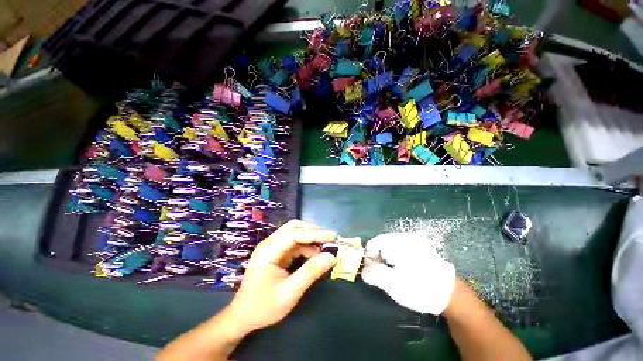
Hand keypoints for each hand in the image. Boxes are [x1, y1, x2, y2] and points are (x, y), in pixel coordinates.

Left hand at [226, 220, 336, 333]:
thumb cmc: (263, 307)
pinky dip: (306, 245)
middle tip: (330, 238)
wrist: (243, 316)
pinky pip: (294, 242)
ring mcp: (272, 246)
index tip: (333, 236)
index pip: (294, 234)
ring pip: (294, 233)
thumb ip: (310, 273)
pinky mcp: (276, 252)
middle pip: (294, 228)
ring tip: (325, 246)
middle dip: (313, 231)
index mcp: (268, 251)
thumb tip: (331, 257)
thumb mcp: (290, 292)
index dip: (315, 233)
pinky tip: (315, 254)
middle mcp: (269, 243)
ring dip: (310, 237)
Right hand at [361, 232, 455, 314]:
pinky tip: (401, 269)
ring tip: (391, 273)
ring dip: (386, 258)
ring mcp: (414, 240)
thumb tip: (364, 270)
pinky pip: (400, 248)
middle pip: (381, 243)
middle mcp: (406, 236)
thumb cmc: (420, 289)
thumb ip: (374, 274)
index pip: (373, 243)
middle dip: (377, 258)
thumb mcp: (393, 285)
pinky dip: (396, 257)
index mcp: (399, 242)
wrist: (451, 295)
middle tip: (380, 274)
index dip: (368, 257)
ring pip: (390, 245)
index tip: (370, 271)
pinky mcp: (420, 246)